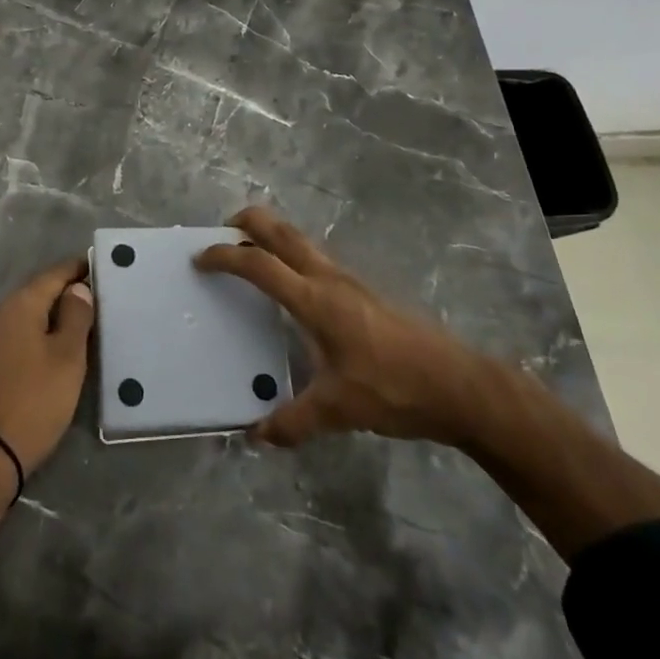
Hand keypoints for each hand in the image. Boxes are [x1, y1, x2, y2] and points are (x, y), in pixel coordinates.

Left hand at [0, 258, 95, 475]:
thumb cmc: (35, 399)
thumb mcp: (67, 357)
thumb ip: (76, 317)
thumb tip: (78, 288)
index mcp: (20, 305)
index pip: (53, 274)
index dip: (78, 269)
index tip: (102, 267)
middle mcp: (0, 314)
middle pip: (39, 292)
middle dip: (67, 291)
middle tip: (100, 295)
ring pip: (29, 315)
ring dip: (55, 314)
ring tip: (85, 321)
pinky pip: (20, 334)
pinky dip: (41, 333)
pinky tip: (58, 346)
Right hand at [195, 207, 496, 448]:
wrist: (459, 384)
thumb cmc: (394, 389)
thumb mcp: (339, 410)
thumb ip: (293, 422)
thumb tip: (255, 437)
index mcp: (315, 299)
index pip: (259, 265)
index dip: (225, 257)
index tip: (200, 259)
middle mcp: (329, 278)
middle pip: (282, 231)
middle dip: (249, 222)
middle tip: (223, 231)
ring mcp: (350, 280)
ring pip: (302, 240)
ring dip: (272, 236)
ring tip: (251, 256)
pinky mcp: (364, 291)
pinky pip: (316, 258)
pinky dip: (292, 255)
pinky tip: (292, 289)